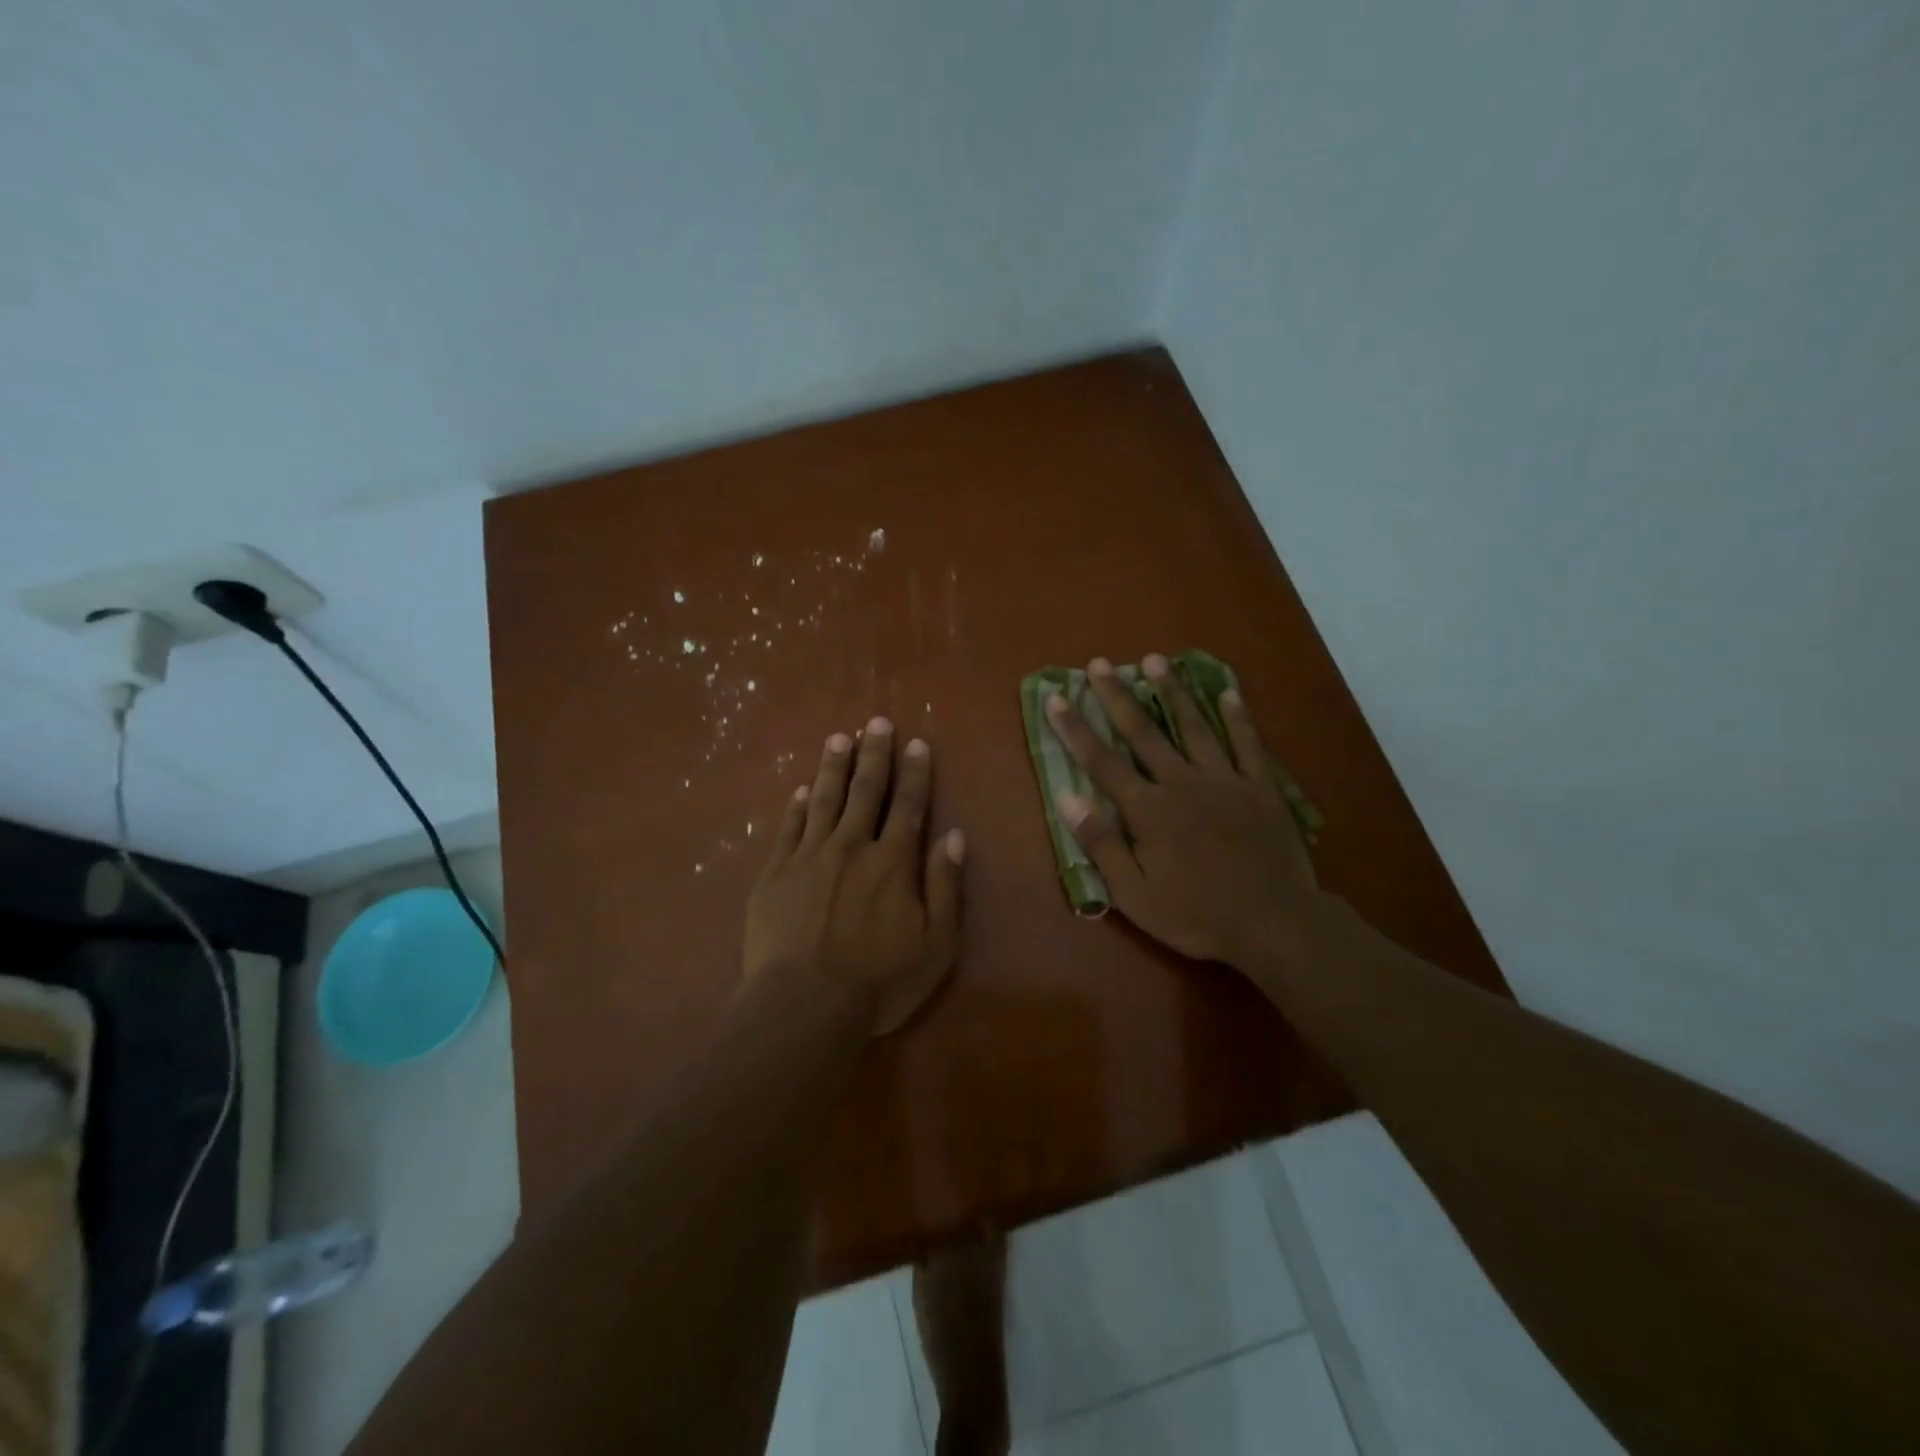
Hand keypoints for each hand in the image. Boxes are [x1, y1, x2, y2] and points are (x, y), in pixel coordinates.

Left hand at [745, 718, 967, 1035]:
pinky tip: (802, 788)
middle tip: (876, 721)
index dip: (914, 772)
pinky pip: (788, 827)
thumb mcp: (936, 944)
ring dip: (833, 766)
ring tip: (838, 737)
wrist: (803, 1007)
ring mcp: (808, 856)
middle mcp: (851, 846)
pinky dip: (797, 805)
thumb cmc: (878, 982)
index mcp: (893, 861)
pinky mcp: (774, 873)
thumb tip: (955, 835)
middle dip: (873, 754)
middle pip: (865, 790)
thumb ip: (946, 886)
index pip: (908, 805)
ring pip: (824, 799)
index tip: (916, 742)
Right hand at [1046, 655, 1316, 968]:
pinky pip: (1248, 743)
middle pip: (1144, 732)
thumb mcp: (1136, 894)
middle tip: (1099, 664)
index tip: (1056, 697)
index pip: (1102, 762)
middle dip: (1117, 696)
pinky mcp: (1261, 788)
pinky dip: (1238, 716)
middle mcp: (1183, 783)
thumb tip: (1067, 797)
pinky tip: (1228, 691)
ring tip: (1155, 659)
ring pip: (1194, 726)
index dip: (1075, 728)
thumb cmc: (1198, 915)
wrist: (1276, 925)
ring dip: (1172, 692)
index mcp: (1149, 810)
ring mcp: (1226, 781)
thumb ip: (1101, 844)